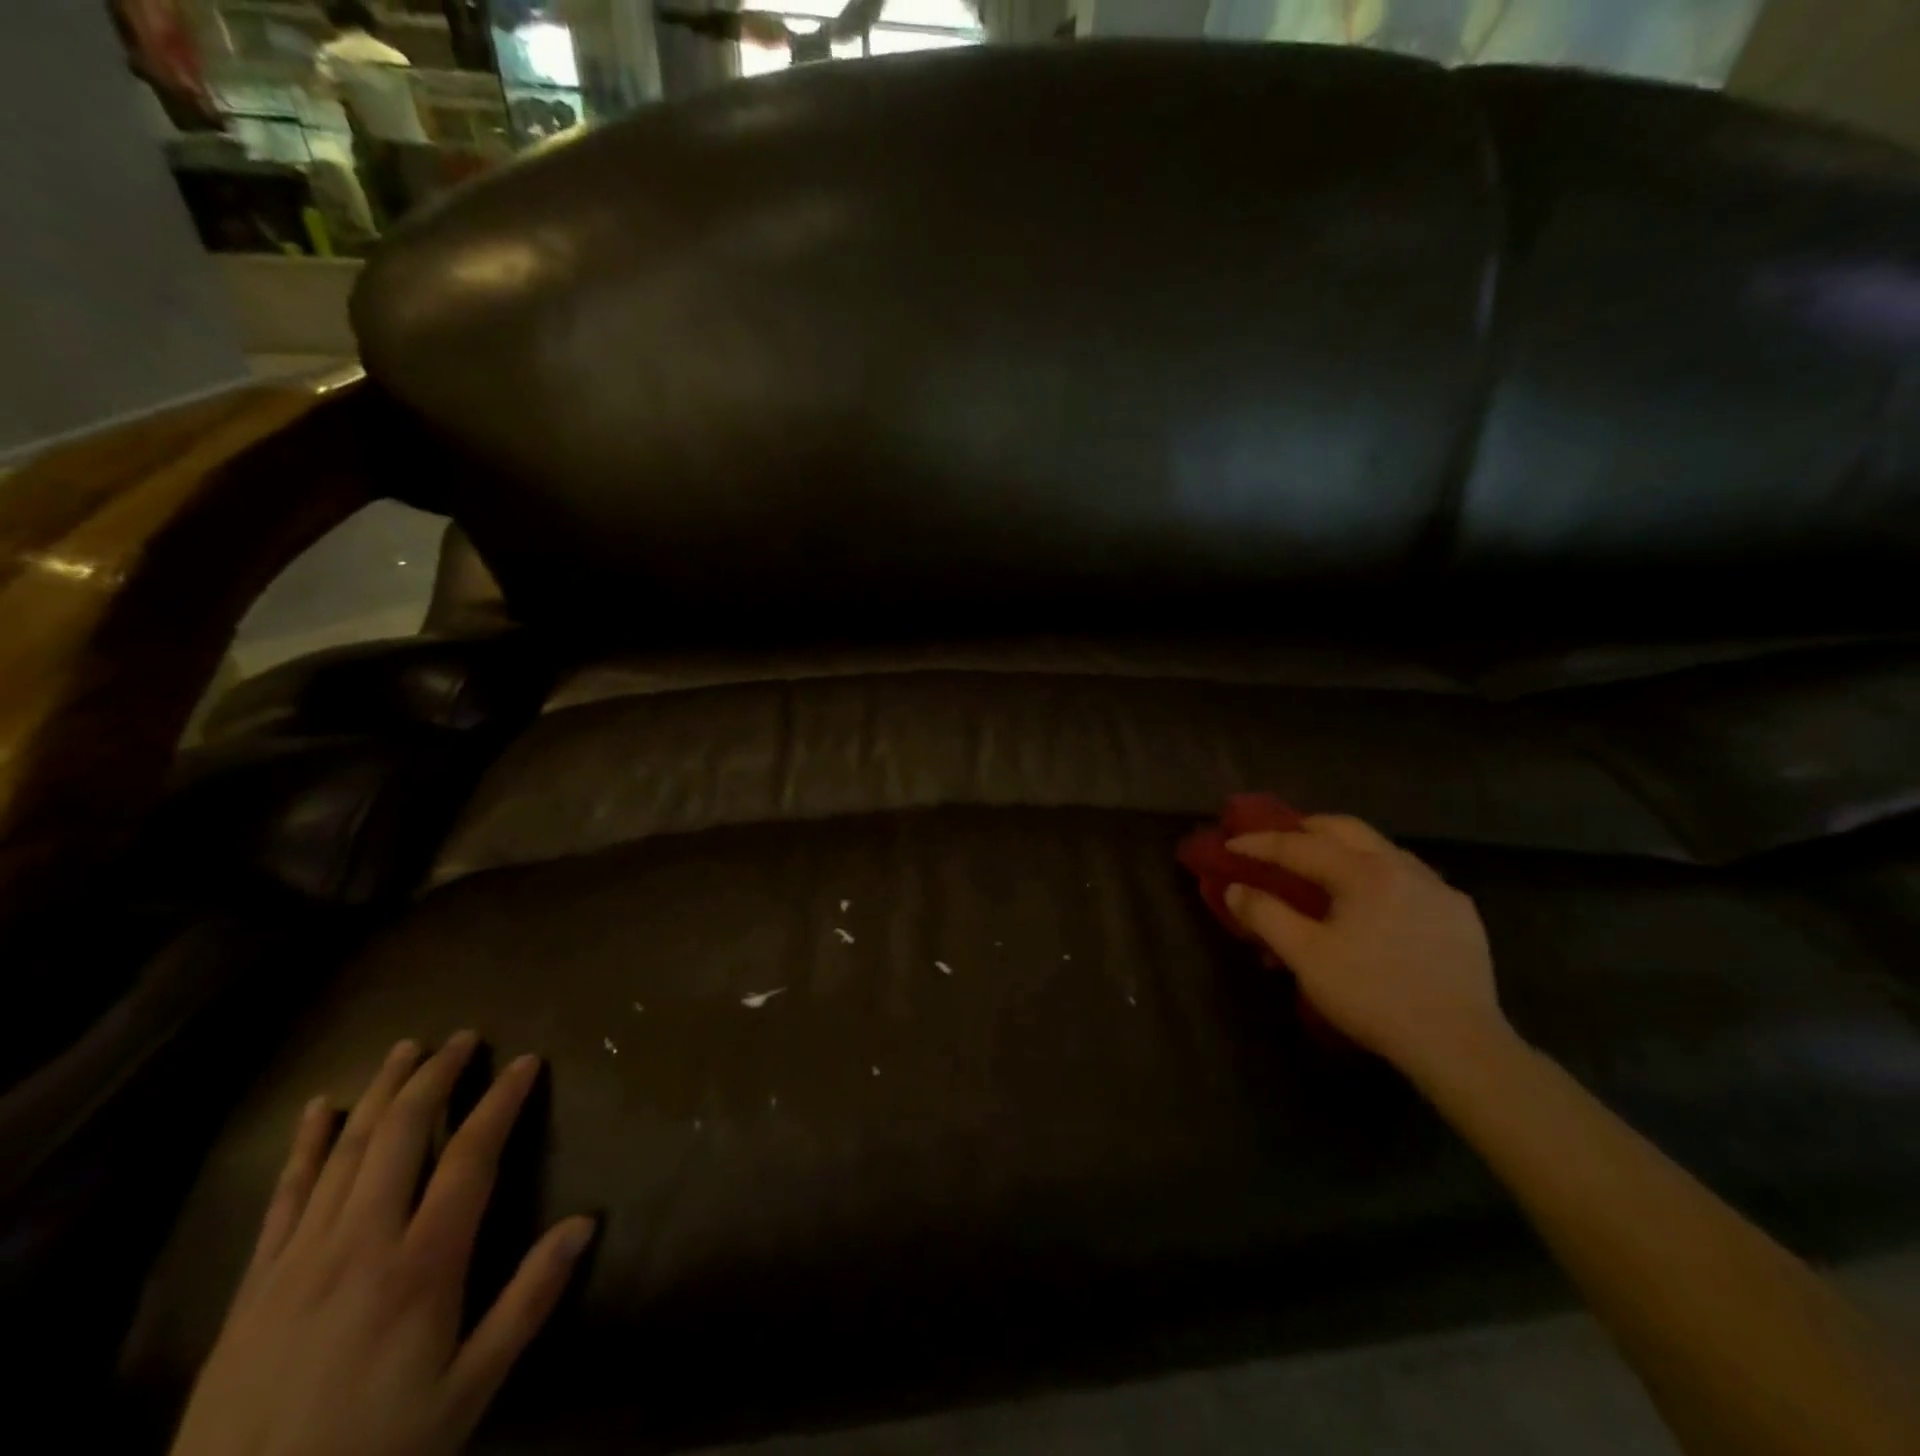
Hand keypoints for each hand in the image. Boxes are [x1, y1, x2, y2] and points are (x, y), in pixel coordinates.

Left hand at [169, 1033, 594, 1455]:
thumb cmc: (374, 1453)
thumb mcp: (468, 1391)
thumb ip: (528, 1302)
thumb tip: (585, 1223)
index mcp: (422, 1266)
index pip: (470, 1157)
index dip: (500, 1101)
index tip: (525, 1061)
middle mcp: (361, 1244)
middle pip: (402, 1135)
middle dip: (435, 1077)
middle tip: (463, 1038)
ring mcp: (300, 1260)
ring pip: (346, 1151)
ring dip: (379, 1093)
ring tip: (405, 1050)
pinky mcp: (254, 1286)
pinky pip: (284, 1198)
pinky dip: (304, 1147)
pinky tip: (318, 1110)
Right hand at [1223, 816, 1508, 1082]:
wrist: (1459, 1043)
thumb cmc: (1372, 994)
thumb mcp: (1305, 956)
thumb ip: (1265, 915)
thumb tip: (1235, 889)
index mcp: (1362, 872)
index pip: (1299, 845)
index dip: (1260, 843)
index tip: (1231, 845)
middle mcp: (1402, 866)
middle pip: (1346, 829)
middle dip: (1306, 829)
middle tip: (1278, 842)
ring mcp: (1438, 888)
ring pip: (1382, 849)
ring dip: (1345, 849)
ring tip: (1324, 869)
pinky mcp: (1461, 914)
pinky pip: (1410, 877)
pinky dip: (1379, 875)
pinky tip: (1375, 902)